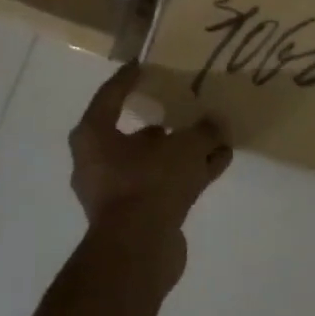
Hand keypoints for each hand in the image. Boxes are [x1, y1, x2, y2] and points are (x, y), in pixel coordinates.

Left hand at [69, 63, 232, 247]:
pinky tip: (219, 161)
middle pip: (136, 133)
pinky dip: (190, 172)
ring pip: (156, 160)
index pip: (111, 96)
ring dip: (184, 149)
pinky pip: (167, 182)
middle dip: (165, 121)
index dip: (129, 78)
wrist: (139, 250)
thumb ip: (204, 130)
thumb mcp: (184, 147)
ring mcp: (119, 190)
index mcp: (95, 137)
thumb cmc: (149, 183)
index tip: (146, 64)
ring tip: (216, 135)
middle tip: (188, 105)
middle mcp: (100, 162)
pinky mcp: (139, 213)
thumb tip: (216, 123)